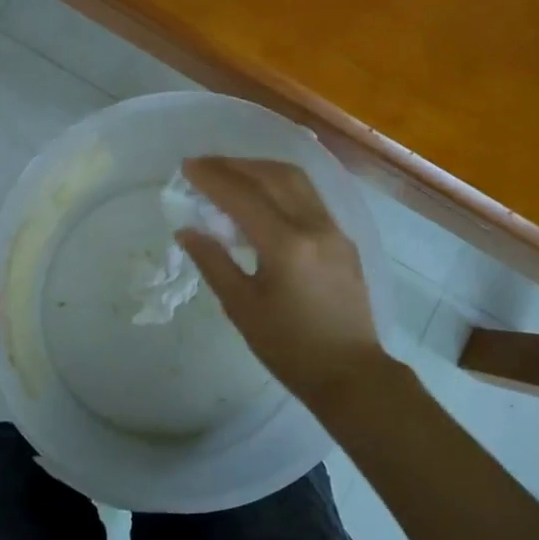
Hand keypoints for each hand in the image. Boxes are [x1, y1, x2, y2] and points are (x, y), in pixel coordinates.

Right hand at [176, 157, 391, 409]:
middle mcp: (314, 225)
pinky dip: (281, 185)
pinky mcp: (343, 238)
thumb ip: (213, 262)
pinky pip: (309, 196)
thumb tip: (187, 230)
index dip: (212, 178)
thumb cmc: (289, 348)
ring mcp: (333, 229)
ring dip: (260, 169)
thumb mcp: (242, 308)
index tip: (187, 167)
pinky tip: (263, 196)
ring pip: (295, 180)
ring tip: (231, 173)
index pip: (243, 196)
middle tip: (204, 165)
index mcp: (286, 244)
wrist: (351, 374)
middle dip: (235, 165)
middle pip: (272, 176)